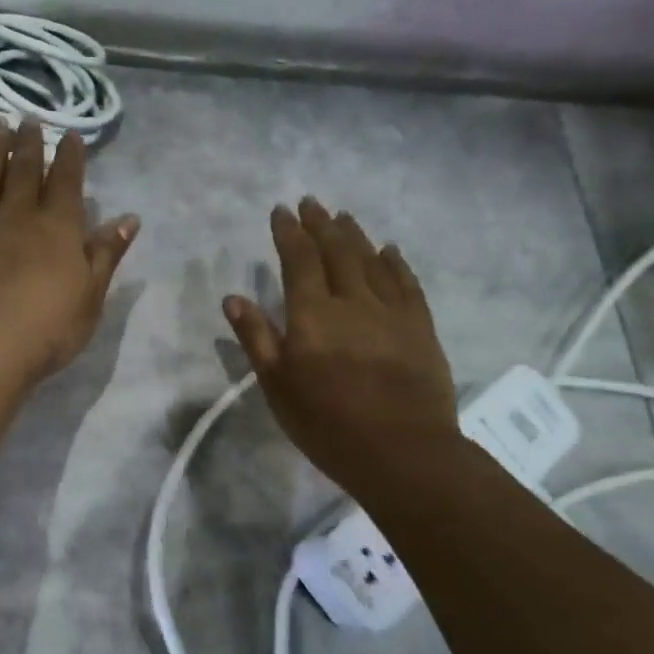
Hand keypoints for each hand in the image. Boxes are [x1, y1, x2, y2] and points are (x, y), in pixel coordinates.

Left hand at [0, 123, 138, 383]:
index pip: (67, 183)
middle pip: (24, 172)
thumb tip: (130, 218)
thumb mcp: (90, 296)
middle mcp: (17, 215)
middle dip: (29, 144)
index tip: (70, 135)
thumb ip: (106, 254)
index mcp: (58, 228)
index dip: (70, 157)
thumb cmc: (47, 328)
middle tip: (29, 119)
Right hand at [224, 198, 458, 495]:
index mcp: (312, 315)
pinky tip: (390, 250)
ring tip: (343, 217)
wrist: (401, 450)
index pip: (299, 260)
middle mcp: (353, 300)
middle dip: (321, 224)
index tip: (281, 211)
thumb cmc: (327, 424)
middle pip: (336, 251)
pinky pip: (407, 282)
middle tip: (311, 203)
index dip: (289, 233)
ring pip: (372, 260)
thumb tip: (233, 298)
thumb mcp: (277, 387)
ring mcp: (391, 311)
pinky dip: (395, 262)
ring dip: (355, 235)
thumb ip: (257, 338)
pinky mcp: (420, 326)